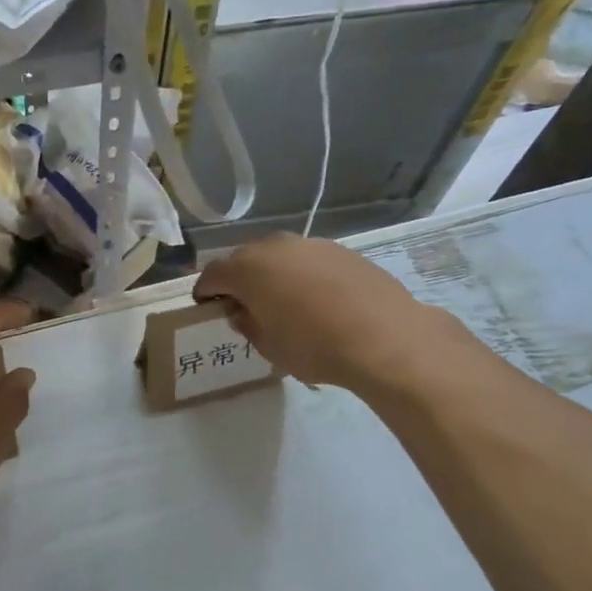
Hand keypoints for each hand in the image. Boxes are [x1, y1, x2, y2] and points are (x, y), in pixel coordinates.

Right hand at [194, 234, 467, 391]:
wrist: (385, 337)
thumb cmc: (313, 346)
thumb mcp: (267, 345)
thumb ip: (246, 323)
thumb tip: (242, 311)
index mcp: (247, 268)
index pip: (212, 275)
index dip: (206, 292)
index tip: (208, 308)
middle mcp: (275, 247)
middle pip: (244, 260)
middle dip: (239, 281)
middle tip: (244, 307)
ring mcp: (311, 244)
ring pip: (279, 257)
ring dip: (273, 276)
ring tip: (283, 303)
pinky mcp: (342, 250)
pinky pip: (308, 261)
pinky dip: (303, 276)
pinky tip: (317, 301)